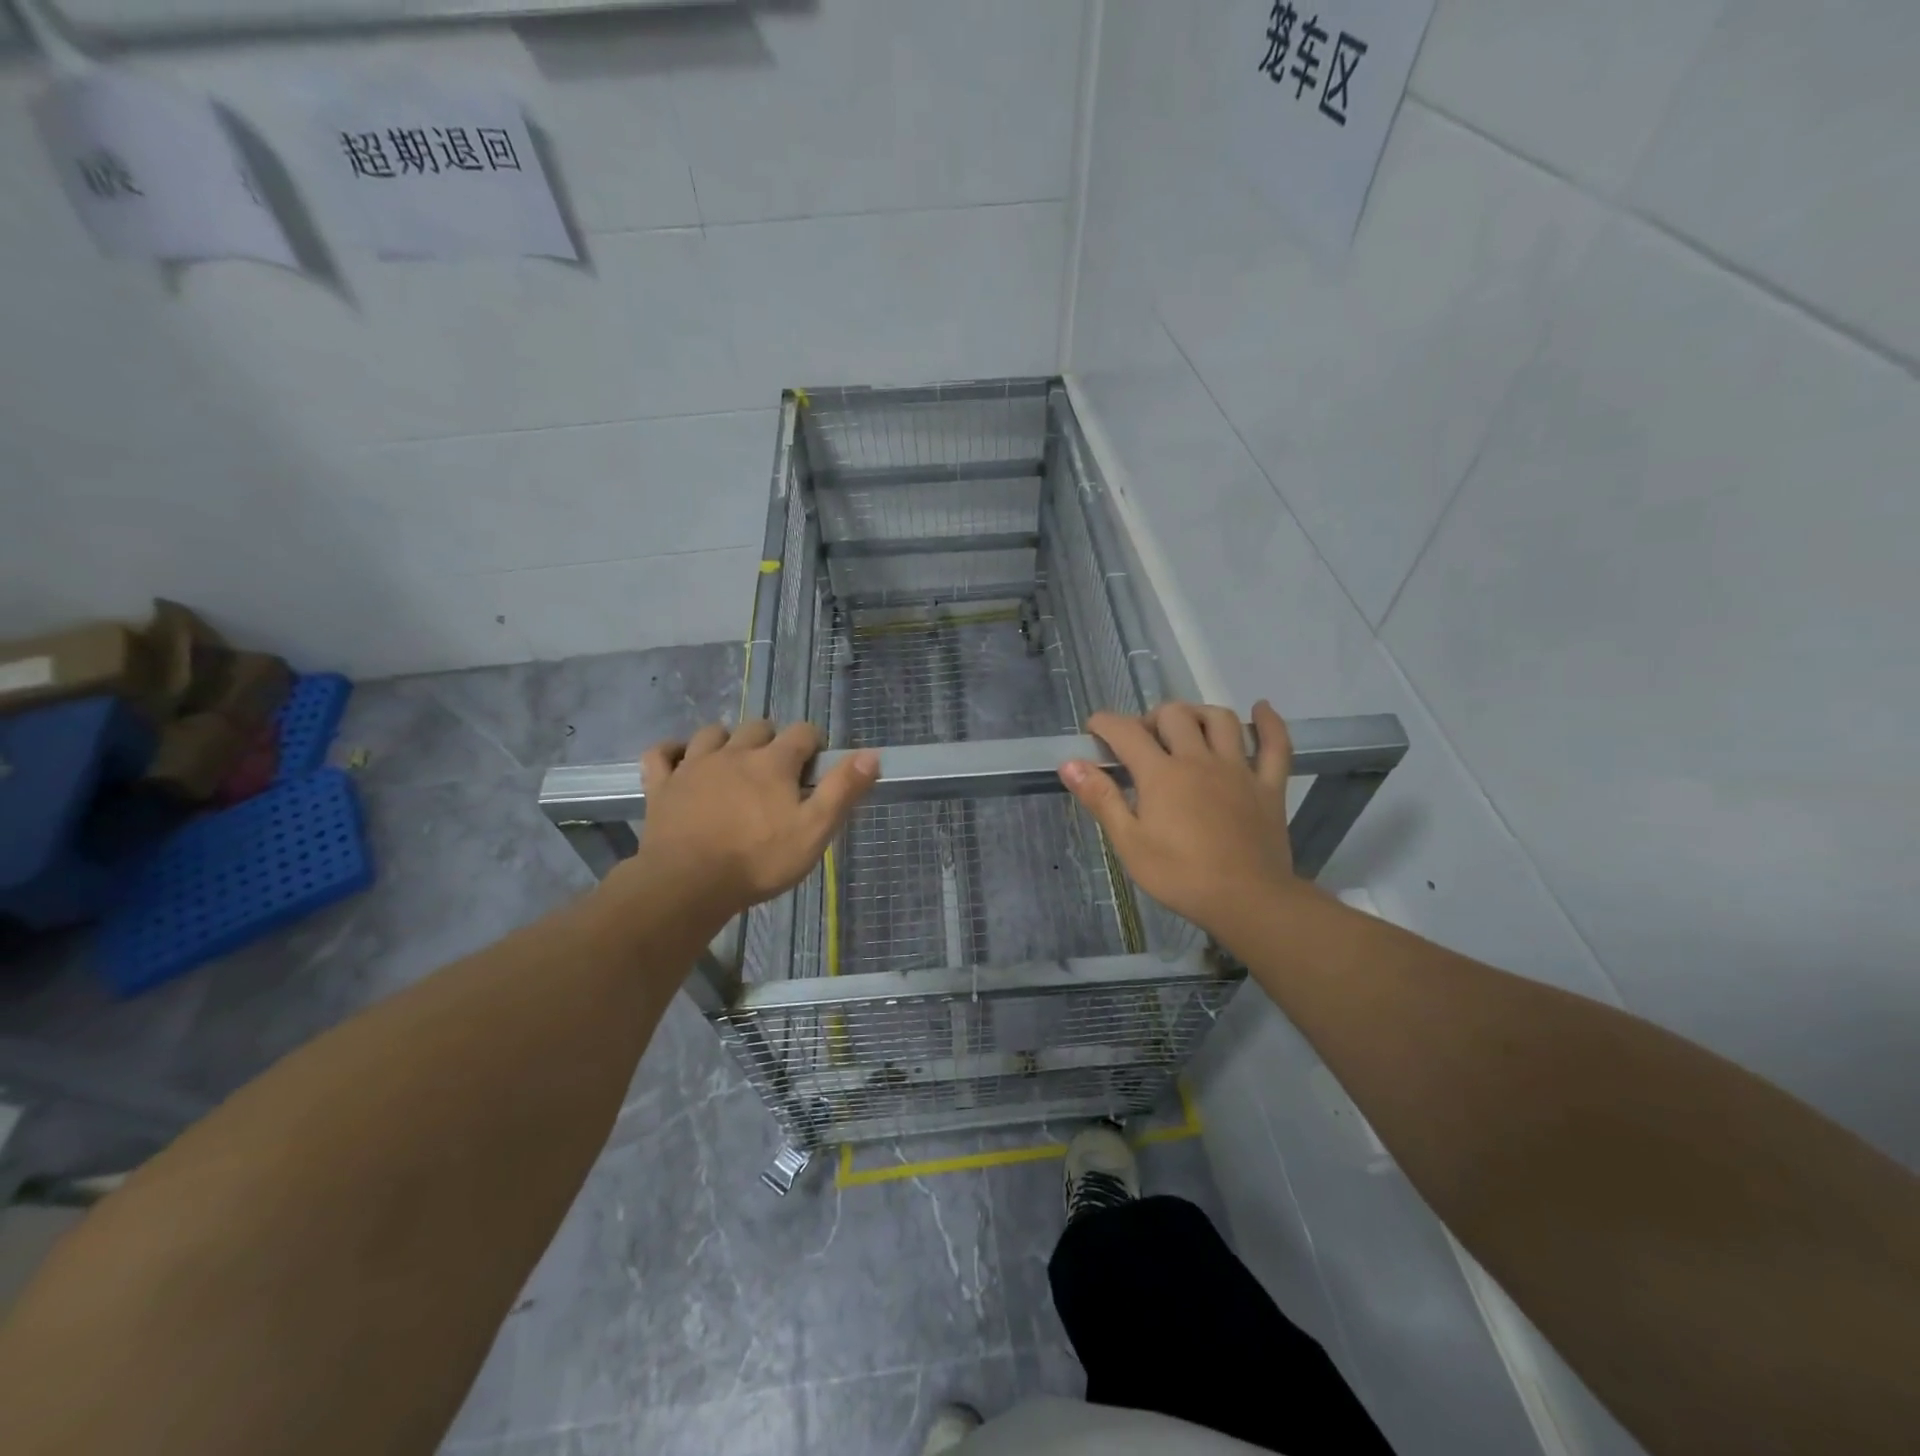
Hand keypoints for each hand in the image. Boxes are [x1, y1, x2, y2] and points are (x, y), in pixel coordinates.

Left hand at [618, 720, 878, 930]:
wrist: (688, 884)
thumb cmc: (758, 860)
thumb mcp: (814, 830)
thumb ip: (843, 790)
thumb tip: (871, 754)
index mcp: (773, 762)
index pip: (803, 733)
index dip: (814, 743)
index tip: (817, 765)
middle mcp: (734, 753)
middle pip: (758, 728)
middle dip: (772, 741)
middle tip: (778, 771)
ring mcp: (693, 766)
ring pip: (711, 733)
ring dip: (726, 741)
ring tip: (733, 763)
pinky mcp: (663, 786)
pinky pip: (661, 753)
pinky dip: (672, 751)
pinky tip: (680, 760)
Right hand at [1059, 701, 1306, 946]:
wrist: (1247, 900)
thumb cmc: (1180, 876)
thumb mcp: (1129, 843)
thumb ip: (1101, 798)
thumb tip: (1070, 763)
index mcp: (1161, 774)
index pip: (1126, 732)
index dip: (1105, 723)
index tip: (1094, 730)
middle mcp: (1199, 760)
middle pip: (1174, 715)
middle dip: (1151, 718)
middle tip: (1142, 742)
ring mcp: (1238, 770)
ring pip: (1220, 719)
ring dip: (1198, 714)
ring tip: (1187, 728)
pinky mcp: (1268, 786)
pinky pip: (1276, 745)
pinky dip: (1269, 723)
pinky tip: (1261, 710)